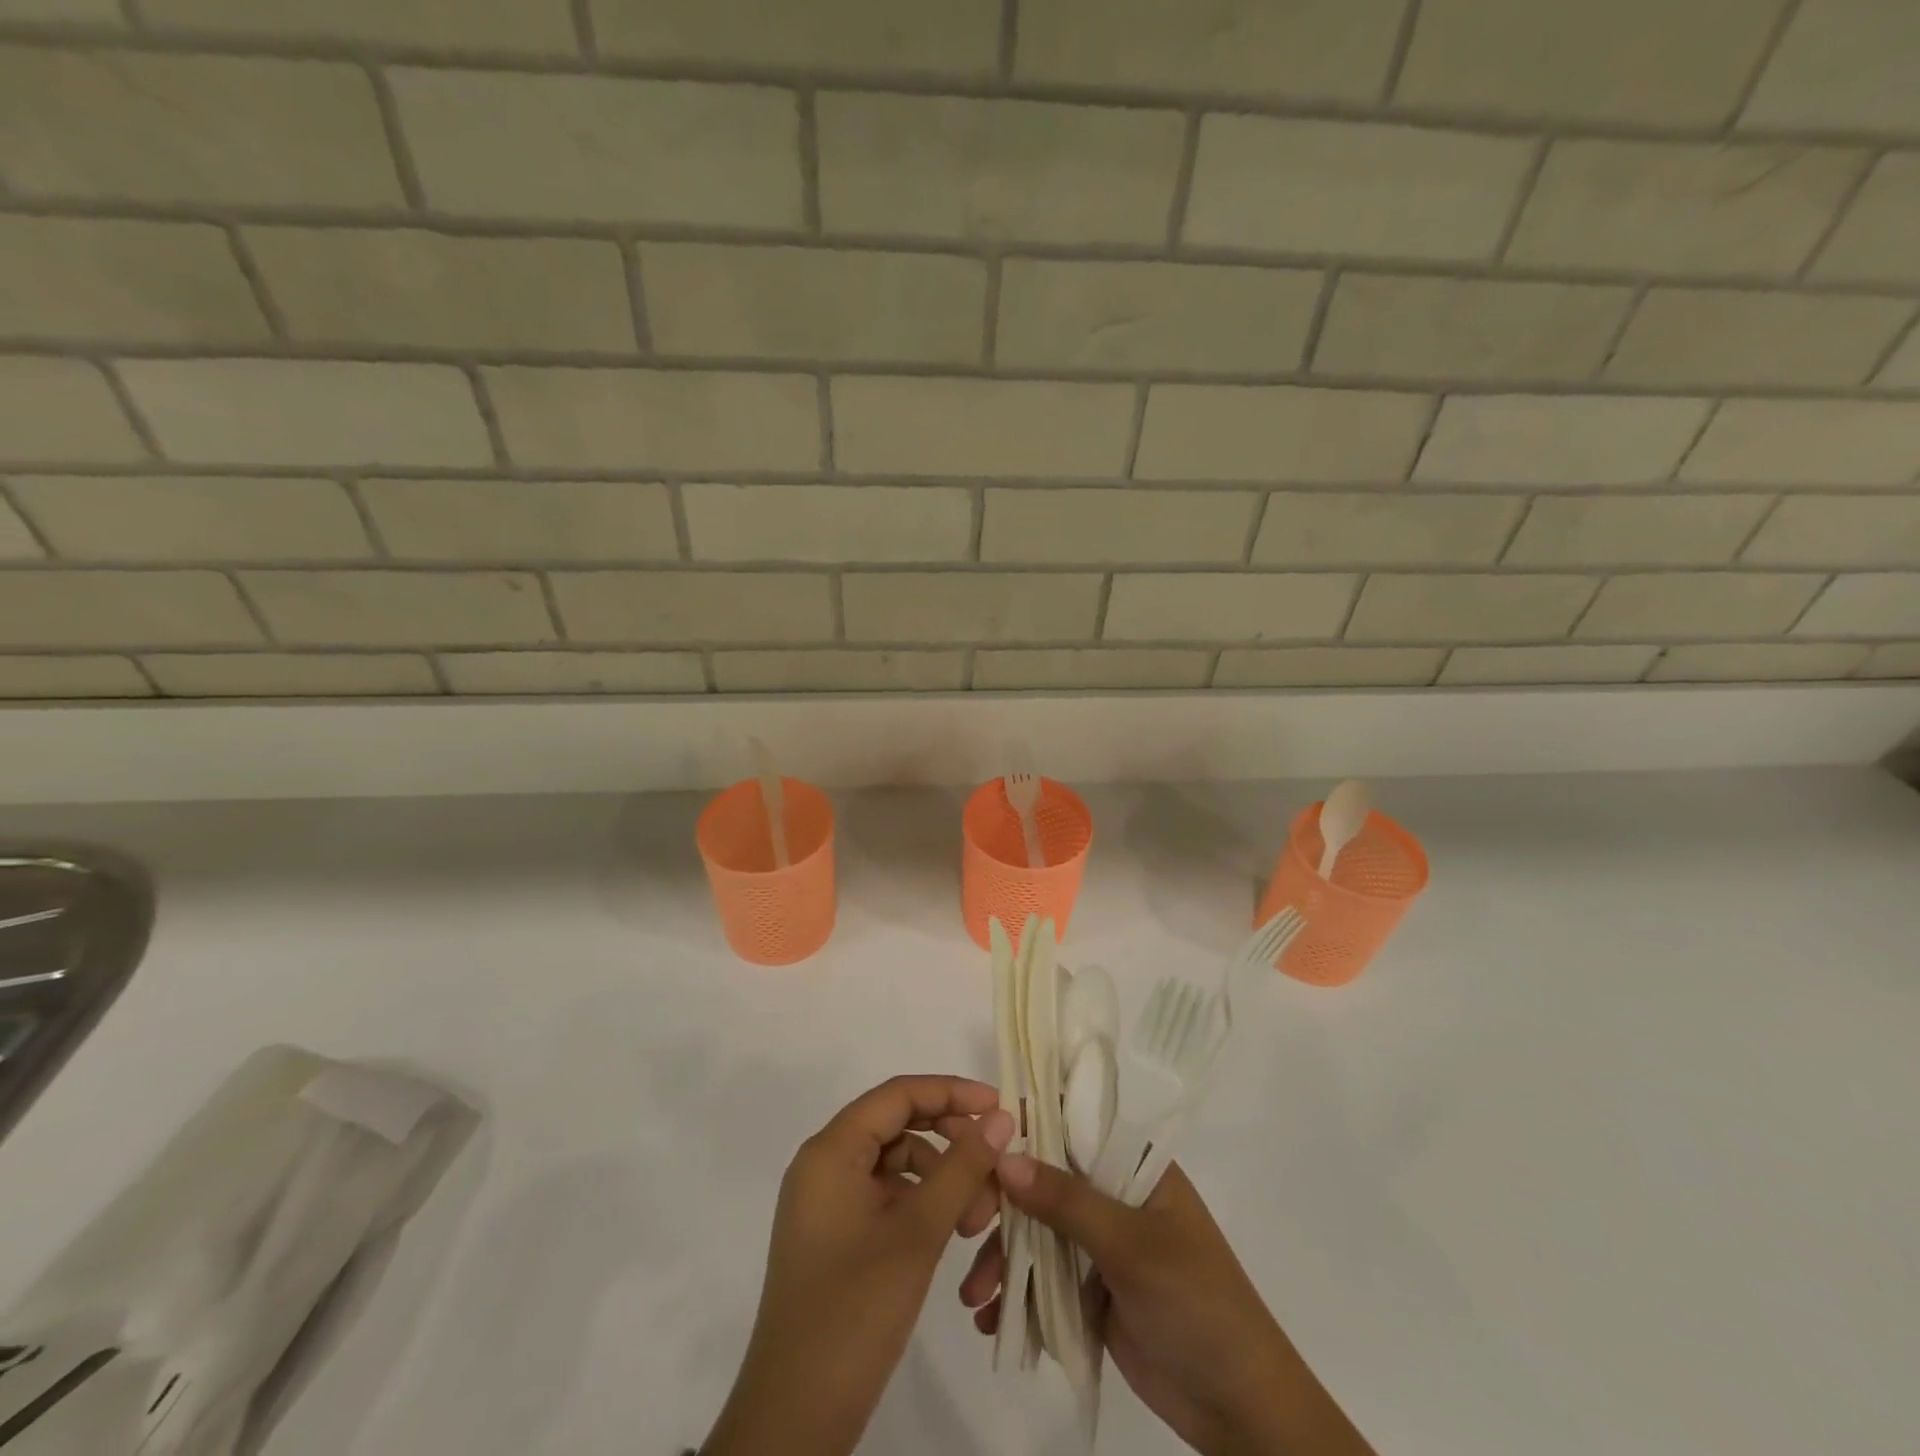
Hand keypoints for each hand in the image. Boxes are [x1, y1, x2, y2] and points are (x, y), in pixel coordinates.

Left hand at [702, 1076, 1013, 1455]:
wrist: (794, 1419)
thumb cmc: (854, 1312)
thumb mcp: (918, 1233)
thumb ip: (962, 1168)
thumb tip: (1000, 1118)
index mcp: (831, 1150)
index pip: (898, 1095)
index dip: (951, 1092)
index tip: (999, 1108)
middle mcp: (824, 1164)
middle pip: (897, 1124)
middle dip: (950, 1141)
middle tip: (994, 1169)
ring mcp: (827, 1201)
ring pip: (896, 1163)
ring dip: (941, 1177)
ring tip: (976, 1219)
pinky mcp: (835, 1234)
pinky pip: (885, 1195)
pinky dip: (921, 1203)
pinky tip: (950, 1230)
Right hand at [963, 1157, 1373, 1455]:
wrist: (1241, 1409)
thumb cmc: (1196, 1304)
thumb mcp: (1131, 1247)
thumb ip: (1067, 1202)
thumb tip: (1003, 1158)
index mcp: (1134, 1165)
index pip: (1070, 1124)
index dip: (1023, 1128)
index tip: (976, 1145)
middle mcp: (1114, 1194)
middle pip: (1044, 1180)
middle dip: (1002, 1204)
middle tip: (966, 1228)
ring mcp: (1101, 1243)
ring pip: (1037, 1232)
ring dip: (1003, 1259)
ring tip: (974, 1298)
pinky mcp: (1092, 1290)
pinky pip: (1044, 1279)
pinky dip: (1017, 1296)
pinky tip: (992, 1321)